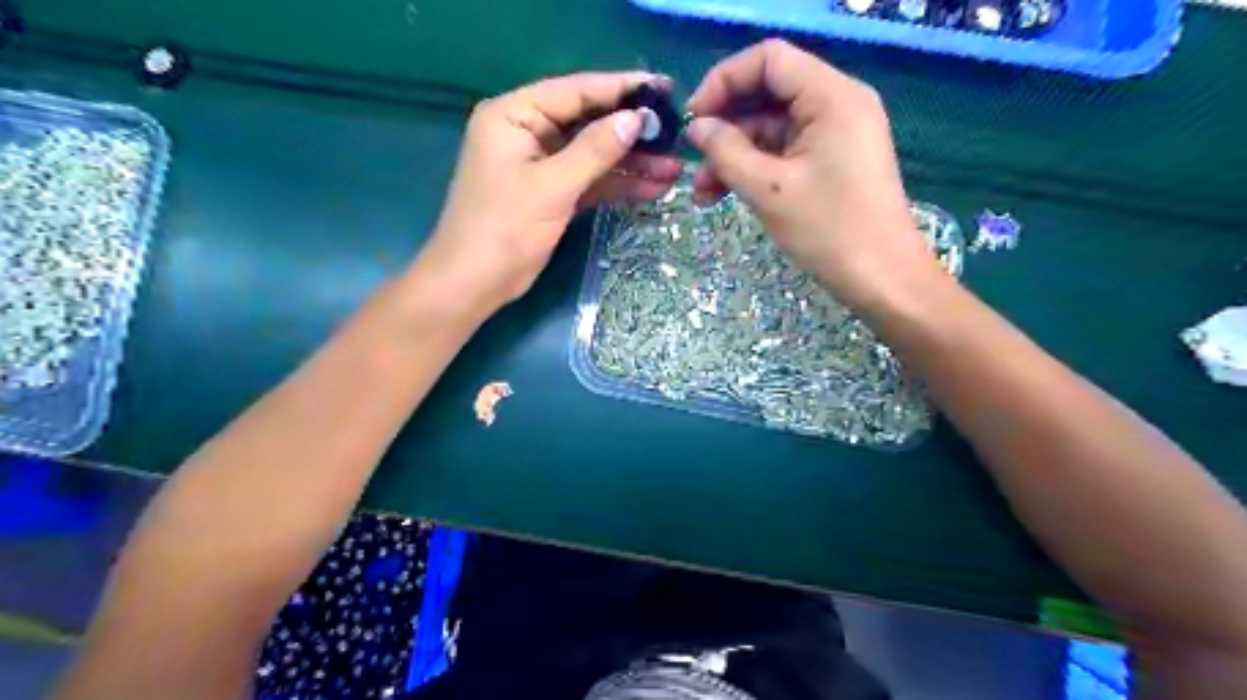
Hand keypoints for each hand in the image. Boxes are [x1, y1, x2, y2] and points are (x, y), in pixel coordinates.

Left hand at [413, 70, 678, 314]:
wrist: (475, 283)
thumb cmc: (504, 228)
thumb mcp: (552, 185)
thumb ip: (594, 150)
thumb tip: (635, 119)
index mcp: (515, 115)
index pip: (574, 91)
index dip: (620, 89)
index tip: (663, 87)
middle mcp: (527, 133)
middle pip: (588, 123)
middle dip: (630, 133)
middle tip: (675, 133)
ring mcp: (541, 165)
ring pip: (593, 156)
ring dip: (630, 165)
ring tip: (673, 169)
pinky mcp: (552, 194)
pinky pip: (589, 182)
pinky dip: (617, 186)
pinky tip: (652, 188)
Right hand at [680, 38, 944, 308]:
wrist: (882, 279)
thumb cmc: (829, 231)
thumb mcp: (769, 190)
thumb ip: (726, 151)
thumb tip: (697, 127)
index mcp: (831, 97)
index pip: (768, 60)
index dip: (724, 82)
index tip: (693, 120)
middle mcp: (837, 104)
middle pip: (768, 94)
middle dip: (726, 128)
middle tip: (693, 164)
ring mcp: (836, 134)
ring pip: (772, 128)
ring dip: (734, 155)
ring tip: (703, 194)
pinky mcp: (832, 161)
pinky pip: (785, 151)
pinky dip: (756, 169)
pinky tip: (727, 194)